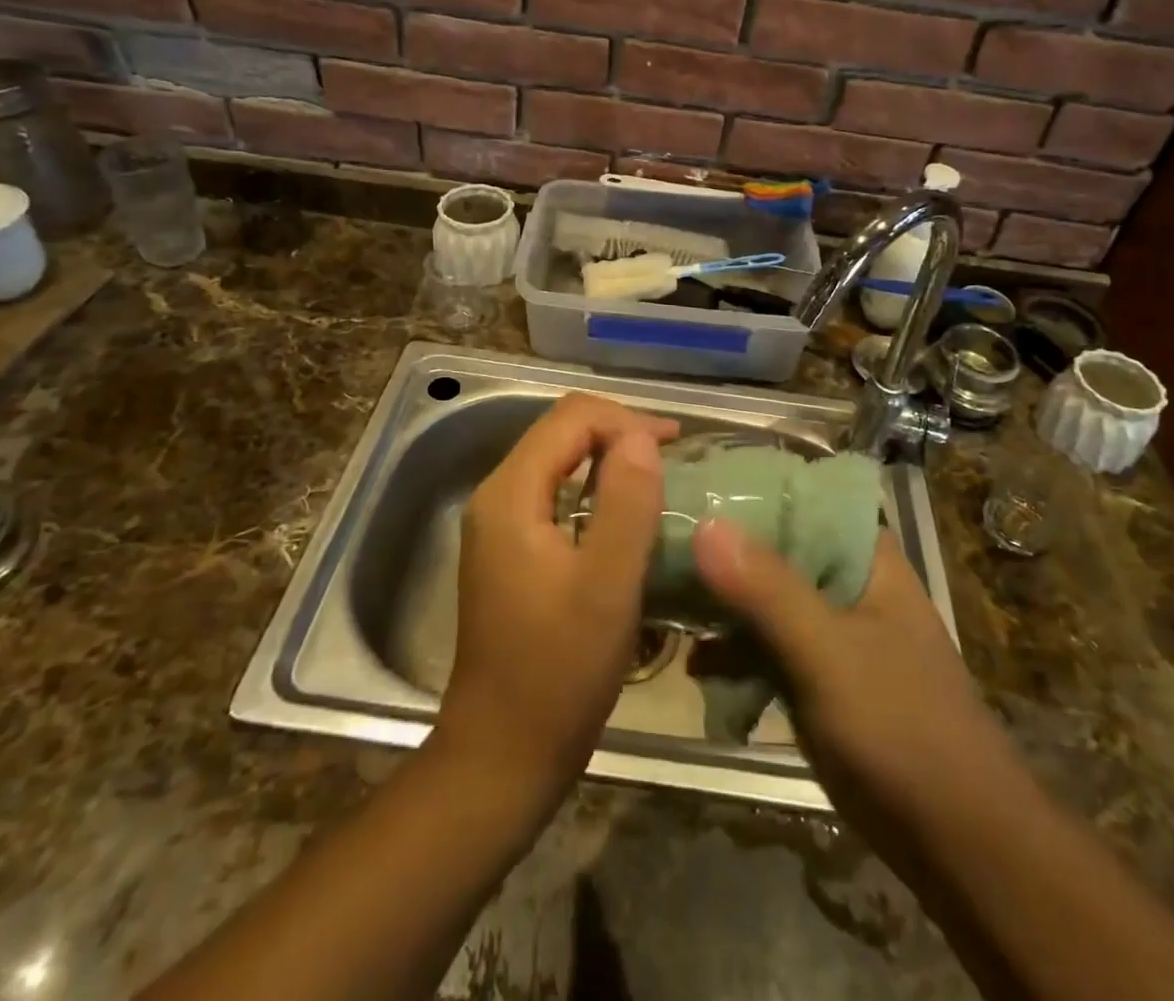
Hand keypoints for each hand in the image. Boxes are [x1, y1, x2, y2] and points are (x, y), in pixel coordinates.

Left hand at [438, 394, 678, 813]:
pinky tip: (627, 514)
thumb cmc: (559, 673)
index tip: (677, 445)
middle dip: (619, 433)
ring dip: (609, 460)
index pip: (570, 418)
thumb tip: (640, 438)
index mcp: (511, 494)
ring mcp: (498, 525)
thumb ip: (626, 502)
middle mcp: (496, 497)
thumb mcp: (607, 585)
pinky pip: (555, 495)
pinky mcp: (509, 551)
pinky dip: (595, 490)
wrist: (502, 754)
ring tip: (659, 478)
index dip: (626, 420)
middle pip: (561, 433)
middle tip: (674, 457)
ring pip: (559, 462)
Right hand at [692, 522, 1020, 864]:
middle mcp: (847, 582)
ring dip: (722, 603)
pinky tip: (695, 666)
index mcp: (864, 557)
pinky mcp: (820, 677)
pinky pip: (767, 647)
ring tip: (664, 600)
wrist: (960, 846)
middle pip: (775, 547)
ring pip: (766, 598)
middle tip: (660, 543)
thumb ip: (767, 589)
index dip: (746, 488)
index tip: (689, 485)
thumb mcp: (828, 653)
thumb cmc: (902, 730)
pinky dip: (735, 652)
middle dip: (721, 549)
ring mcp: (833, 631)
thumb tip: (705, 523)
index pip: (799, 497)